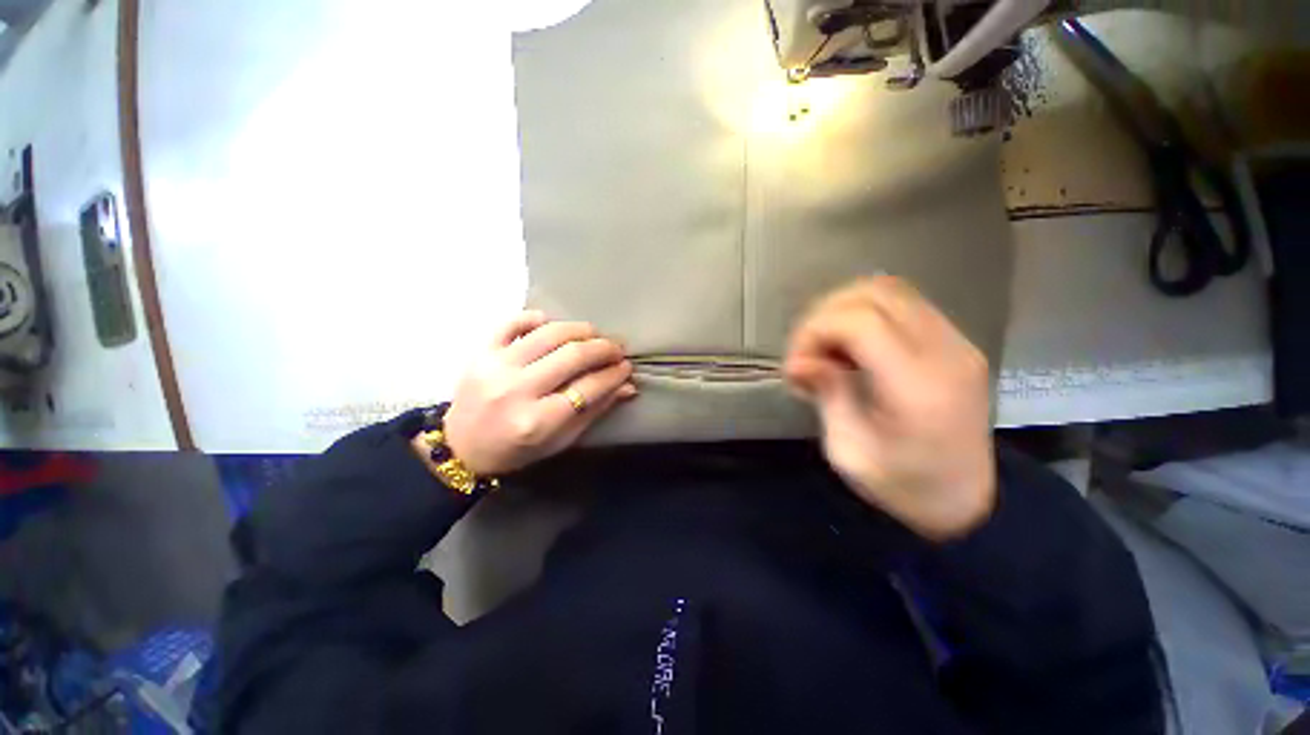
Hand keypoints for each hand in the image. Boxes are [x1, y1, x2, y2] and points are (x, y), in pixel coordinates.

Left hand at [438, 311, 636, 475]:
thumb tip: (627, 386)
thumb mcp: (560, 441)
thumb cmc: (517, 450)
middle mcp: (517, 390)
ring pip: (548, 334)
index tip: (626, 367)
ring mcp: (496, 367)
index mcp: (537, 421)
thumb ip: (594, 411)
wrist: (461, 447)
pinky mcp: (481, 352)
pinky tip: (552, 324)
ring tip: (594, 334)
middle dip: (603, 348)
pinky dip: (536, 318)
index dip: (614, 374)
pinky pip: (512, 323)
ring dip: (579, 329)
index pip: (588, 388)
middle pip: (572, 356)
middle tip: (617, 348)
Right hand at [784, 276, 995, 540]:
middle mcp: (945, 353)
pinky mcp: (955, 342)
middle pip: (876, 294)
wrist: (967, 502)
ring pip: (890, 290)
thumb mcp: (849, 452)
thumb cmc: (904, 486)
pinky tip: (851, 346)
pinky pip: (903, 305)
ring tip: (826, 346)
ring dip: (845, 310)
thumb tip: (797, 361)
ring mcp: (957, 343)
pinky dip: (866, 314)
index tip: (796, 364)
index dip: (815, 331)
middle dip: (825, 316)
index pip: (861, 322)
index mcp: (918, 387)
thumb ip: (826, 395)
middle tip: (806, 352)